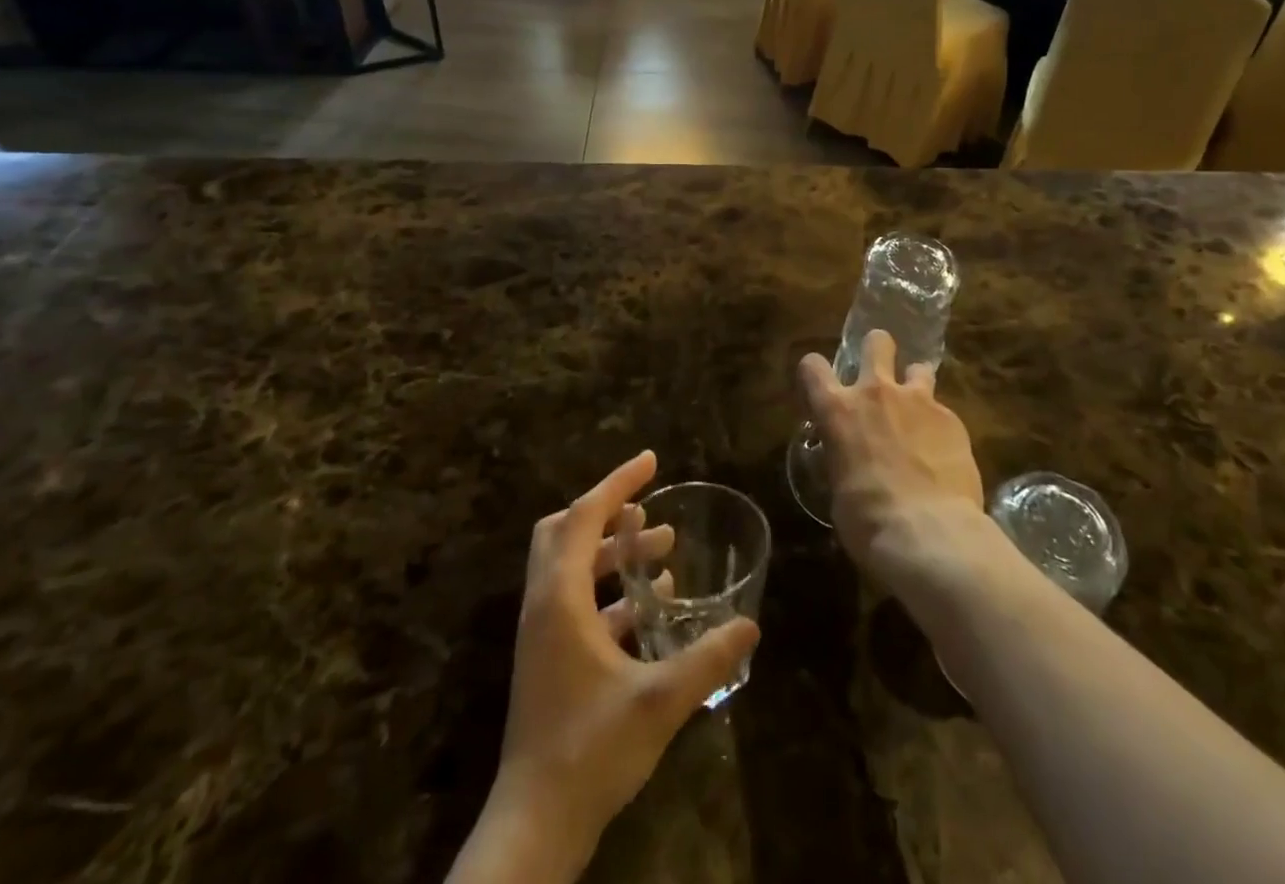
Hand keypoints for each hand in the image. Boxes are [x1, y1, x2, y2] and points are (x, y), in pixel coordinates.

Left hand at [462, 451, 758, 883]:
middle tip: (649, 509)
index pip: (584, 515)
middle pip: (565, 531)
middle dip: (608, 511)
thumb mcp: (660, 701)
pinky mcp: (548, 659)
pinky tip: (651, 607)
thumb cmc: (591, 750)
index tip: (651, 461)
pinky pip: (578, 601)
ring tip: (663, 550)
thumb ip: (707, 659)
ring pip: (572, 566)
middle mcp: (544, 603)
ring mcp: (542, 633)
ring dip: (614, 551)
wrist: (535, 824)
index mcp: (560, 598)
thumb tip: (749, 625)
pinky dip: (611, 590)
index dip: (618, 483)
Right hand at [798, 331, 983, 572]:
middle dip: (877, 350)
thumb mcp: (838, 488)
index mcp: (837, 410)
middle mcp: (876, 392)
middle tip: (879, 376)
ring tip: (918, 411)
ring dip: (915, 384)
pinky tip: (943, 454)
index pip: (813, 367)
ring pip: (918, 367)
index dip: (814, 373)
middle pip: (876, 342)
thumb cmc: (867, 520)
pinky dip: (939, 426)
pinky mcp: (952, 419)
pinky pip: (942, 411)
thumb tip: (849, 460)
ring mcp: (918, 400)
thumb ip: (842, 458)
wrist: (929, 533)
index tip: (820, 387)